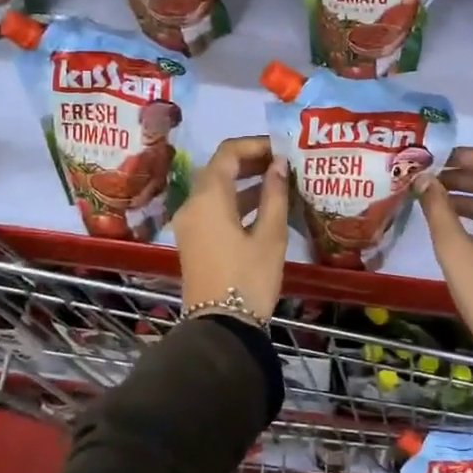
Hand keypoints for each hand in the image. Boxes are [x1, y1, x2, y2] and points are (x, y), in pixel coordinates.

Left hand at [171, 136, 289, 322]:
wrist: (220, 328)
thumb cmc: (249, 278)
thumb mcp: (270, 235)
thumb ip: (274, 194)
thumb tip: (278, 164)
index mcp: (208, 197)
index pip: (228, 152)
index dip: (255, 144)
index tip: (282, 148)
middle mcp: (192, 204)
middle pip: (219, 168)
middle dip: (251, 161)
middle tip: (283, 162)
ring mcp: (189, 224)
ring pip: (216, 189)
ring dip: (245, 181)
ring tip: (279, 181)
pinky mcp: (193, 240)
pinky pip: (213, 208)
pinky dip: (236, 200)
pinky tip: (264, 207)